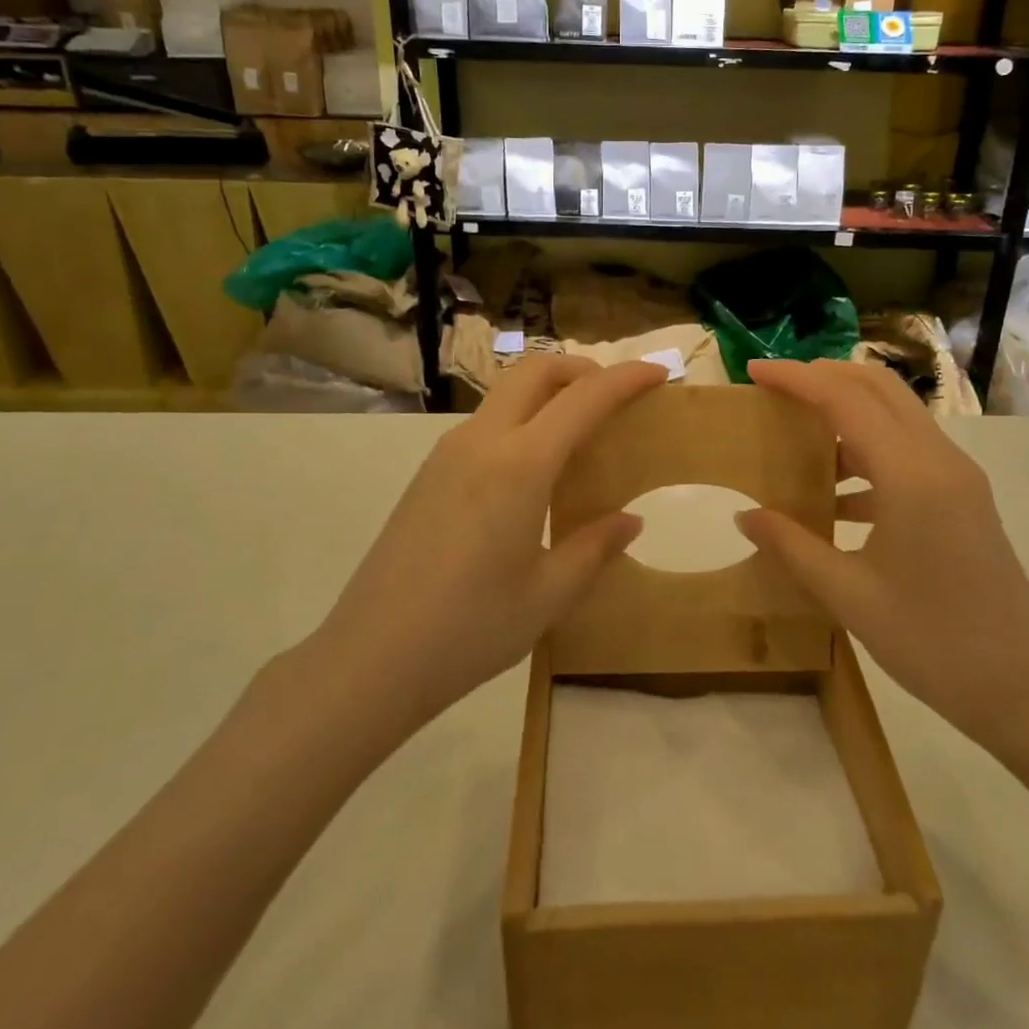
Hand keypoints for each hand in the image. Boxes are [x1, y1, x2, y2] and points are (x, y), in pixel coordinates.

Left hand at [312, 356, 666, 737]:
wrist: (370, 659)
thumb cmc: (470, 629)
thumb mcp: (548, 595)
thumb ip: (595, 548)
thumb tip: (629, 520)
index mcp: (520, 465)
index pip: (583, 399)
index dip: (626, 379)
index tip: (659, 372)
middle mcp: (481, 442)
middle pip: (535, 372)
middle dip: (581, 369)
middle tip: (614, 396)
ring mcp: (447, 453)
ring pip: (506, 393)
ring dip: (548, 393)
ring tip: (579, 434)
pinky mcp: (428, 473)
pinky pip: (485, 424)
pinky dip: (521, 420)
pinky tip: (532, 471)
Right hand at [734, 359, 1028, 751]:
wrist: (1024, 689)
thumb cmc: (933, 643)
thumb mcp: (849, 597)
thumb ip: (792, 547)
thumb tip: (745, 516)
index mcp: (911, 475)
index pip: (845, 400)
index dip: (797, 378)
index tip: (754, 370)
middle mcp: (939, 460)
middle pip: (878, 388)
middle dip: (824, 377)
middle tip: (776, 390)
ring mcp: (957, 476)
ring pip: (896, 415)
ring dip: (847, 412)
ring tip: (799, 440)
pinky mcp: (963, 497)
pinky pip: (909, 450)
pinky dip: (869, 451)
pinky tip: (837, 497)